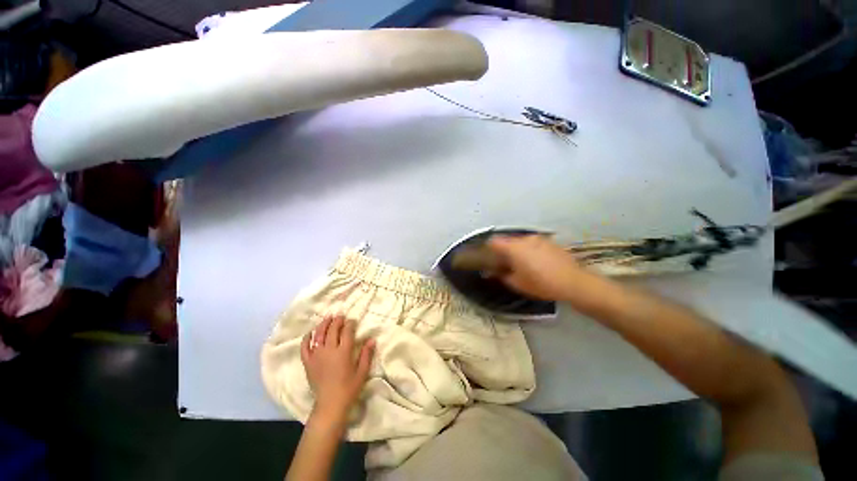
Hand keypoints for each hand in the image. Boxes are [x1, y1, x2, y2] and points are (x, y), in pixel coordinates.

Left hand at [301, 315, 375, 420]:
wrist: (330, 402)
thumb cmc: (349, 389)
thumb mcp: (361, 373)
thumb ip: (366, 356)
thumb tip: (371, 340)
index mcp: (343, 353)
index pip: (346, 333)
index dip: (349, 325)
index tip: (352, 320)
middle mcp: (328, 350)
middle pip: (332, 330)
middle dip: (336, 321)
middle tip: (340, 316)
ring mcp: (316, 354)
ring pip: (318, 334)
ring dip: (323, 325)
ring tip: (327, 318)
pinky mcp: (307, 361)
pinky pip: (305, 346)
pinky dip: (307, 337)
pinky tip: (310, 333)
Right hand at [486, 235, 588, 300]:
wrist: (571, 281)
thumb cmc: (541, 284)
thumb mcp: (518, 284)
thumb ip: (503, 276)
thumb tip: (493, 272)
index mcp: (515, 247)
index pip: (494, 242)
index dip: (488, 249)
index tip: (488, 259)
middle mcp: (526, 239)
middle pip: (510, 241)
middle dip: (506, 252)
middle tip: (506, 266)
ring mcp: (540, 239)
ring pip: (524, 243)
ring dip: (521, 251)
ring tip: (524, 266)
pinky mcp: (552, 243)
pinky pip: (536, 245)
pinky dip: (533, 252)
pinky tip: (539, 265)